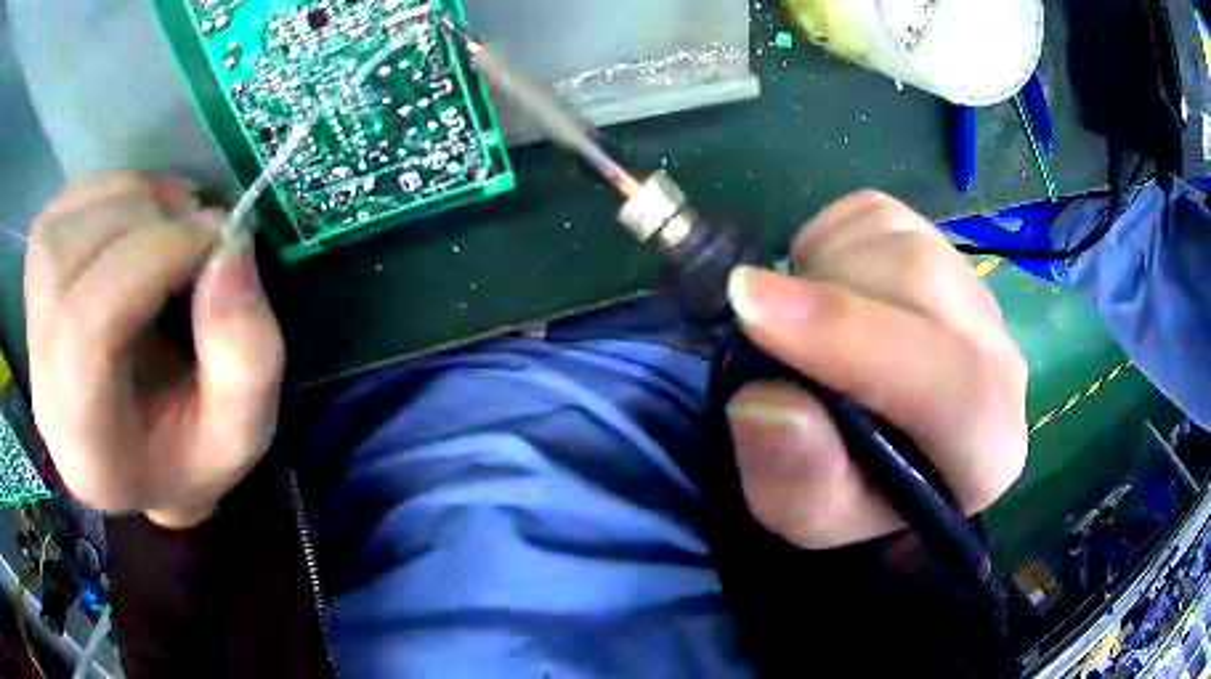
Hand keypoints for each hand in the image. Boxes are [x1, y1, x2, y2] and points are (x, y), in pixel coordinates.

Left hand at [26, 173, 284, 528]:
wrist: (143, 458)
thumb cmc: (192, 455)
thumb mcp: (242, 430)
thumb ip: (247, 356)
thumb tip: (231, 245)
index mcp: (86, 444)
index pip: (85, 330)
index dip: (151, 259)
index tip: (216, 237)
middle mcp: (42, 384)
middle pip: (61, 265)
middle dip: (137, 221)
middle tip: (195, 225)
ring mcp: (31, 329)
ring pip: (56, 229)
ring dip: (122, 199)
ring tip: (170, 217)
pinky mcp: (35, 287)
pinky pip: (57, 212)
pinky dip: (103, 192)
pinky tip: (138, 214)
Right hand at [725, 191, 1027, 548]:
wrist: (887, 452)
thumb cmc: (853, 493)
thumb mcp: (808, 516)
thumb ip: (796, 479)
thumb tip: (765, 399)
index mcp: (987, 445)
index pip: (947, 379)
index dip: (850, 337)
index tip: (752, 311)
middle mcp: (1000, 360)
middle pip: (921, 281)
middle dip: (824, 294)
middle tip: (761, 328)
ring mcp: (975, 292)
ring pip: (897, 238)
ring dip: (822, 272)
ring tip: (801, 326)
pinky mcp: (942, 246)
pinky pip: (875, 215)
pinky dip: (828, 243)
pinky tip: (826, 291)